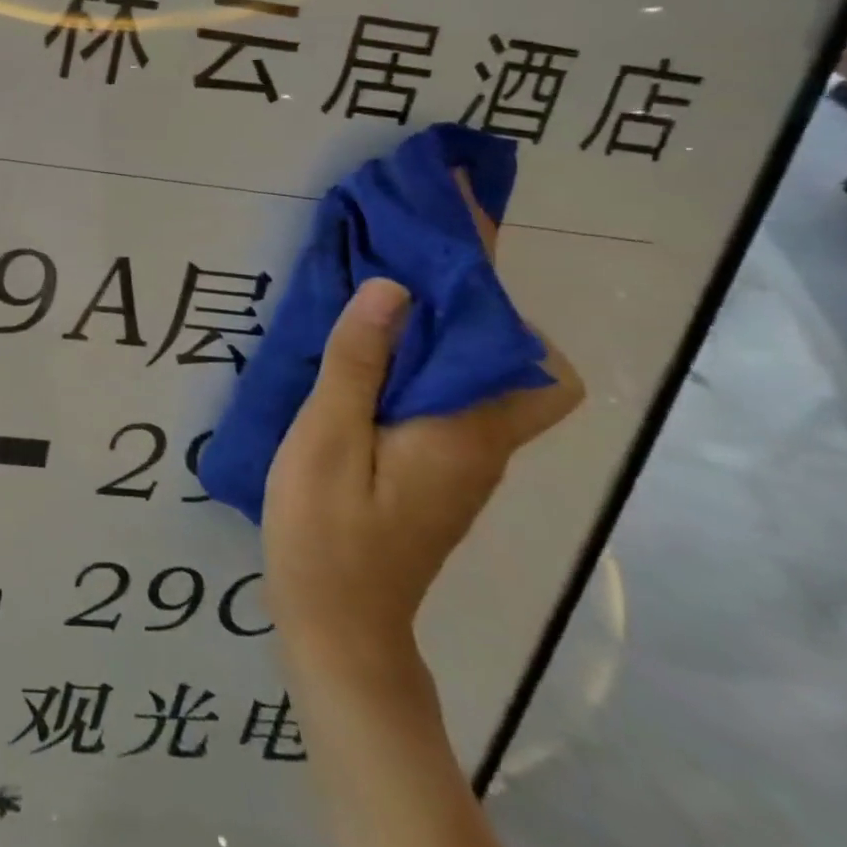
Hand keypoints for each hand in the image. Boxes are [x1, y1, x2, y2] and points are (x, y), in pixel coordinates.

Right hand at [262, 178, 583, 684]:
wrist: (336, 621)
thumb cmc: (328, 530)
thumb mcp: (328, 439)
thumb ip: (359, 362)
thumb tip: (395, 286)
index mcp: (466, 430)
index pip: (518, 346)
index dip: (495, 284)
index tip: (457, 224)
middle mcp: (483, 440)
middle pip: (512, 355)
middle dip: (473, 294)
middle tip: (408, 246)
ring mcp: (462, 457)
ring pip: (476, 373)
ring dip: (440, 322)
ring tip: (377, 280)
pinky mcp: (436, 466)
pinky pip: (443, 394)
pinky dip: (417, 357)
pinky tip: (364, 346)